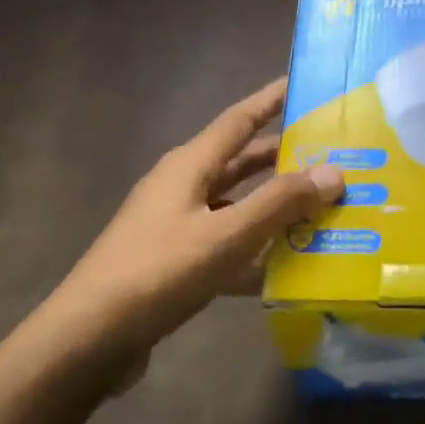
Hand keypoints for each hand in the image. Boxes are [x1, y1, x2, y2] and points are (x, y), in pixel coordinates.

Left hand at [42, 78, 343, 373]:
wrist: (90, 338)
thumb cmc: (159, 272)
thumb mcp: (226, 234)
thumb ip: (280, 203)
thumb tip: (334, 172)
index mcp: (190, 165)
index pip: (240, 120)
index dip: (272, 100)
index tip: (305, 85)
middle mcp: (183, 187)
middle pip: (242, 163)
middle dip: (285, 158)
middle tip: (334, 157)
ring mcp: (178, 226)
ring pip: (238, 206)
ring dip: (276, 208)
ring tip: (325, 210)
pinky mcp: (176, 262)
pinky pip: (227, 245)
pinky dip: (256, 251)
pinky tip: (289, 269)